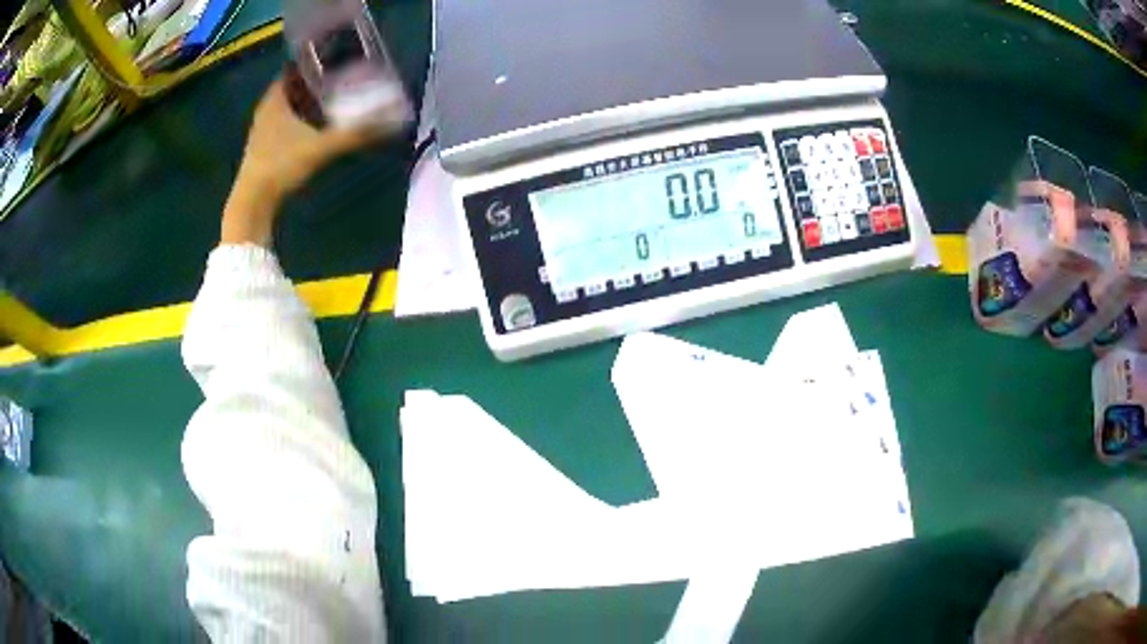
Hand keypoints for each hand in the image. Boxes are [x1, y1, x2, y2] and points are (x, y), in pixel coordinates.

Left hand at [222, 70, 394, 245]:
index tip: (336, 60)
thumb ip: (354, 134)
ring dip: (307, 103)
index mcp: (275, 99)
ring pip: (288, 107)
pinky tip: (315, 127)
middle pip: (293, 88)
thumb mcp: (321, 147)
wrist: (253, 203)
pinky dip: (299, 120)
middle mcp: (266, 109)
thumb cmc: (281, 165)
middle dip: (315, 83)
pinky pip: (284, 123)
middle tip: (341, 80)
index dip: (314, 63)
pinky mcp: (263, 147)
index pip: (294, 69)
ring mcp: (262, 129)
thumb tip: (391, 122)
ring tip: (333, 100)